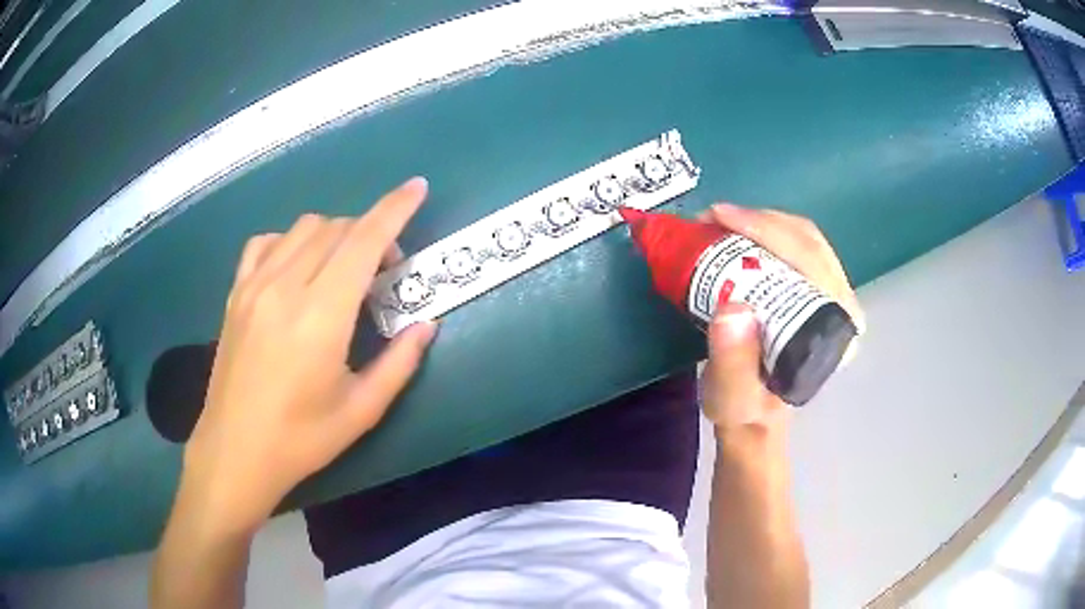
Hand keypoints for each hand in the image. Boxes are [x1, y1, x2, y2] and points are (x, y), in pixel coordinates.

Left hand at [181, 177, 436, 533]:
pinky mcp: (235, 294)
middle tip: (384, 272)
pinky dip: (291, 241)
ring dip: (334, 235)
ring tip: (342, 269)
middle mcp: (285, 287)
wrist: (235, 452)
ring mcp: (254, 286)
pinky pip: (265, 243)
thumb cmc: (301, 440)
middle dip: (370, 233)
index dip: (395, 209)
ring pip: (302, 228)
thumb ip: (399, 363)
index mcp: (320, 316)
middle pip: (336, 228)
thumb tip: (426, 325)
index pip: (363, 241)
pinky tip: (296, 267)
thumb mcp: (361, 411)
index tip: (417, 188)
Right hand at [697, 204, 863, 433]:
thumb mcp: (731, 397)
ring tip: (721, 221)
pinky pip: (799, 244)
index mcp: (833, 334)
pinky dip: (767, 230)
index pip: (811, 264)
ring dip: (762, 221)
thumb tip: (733, 307)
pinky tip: (739, 231)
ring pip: (806, 238)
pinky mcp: (819, 291)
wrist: (754, 411)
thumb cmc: (745, 406)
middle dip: (760, 220)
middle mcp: (842, 310)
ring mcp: (834, 298)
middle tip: (713, 217)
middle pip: (809, 242)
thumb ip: (733, 364)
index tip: (720, 220)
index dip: (767, 232)